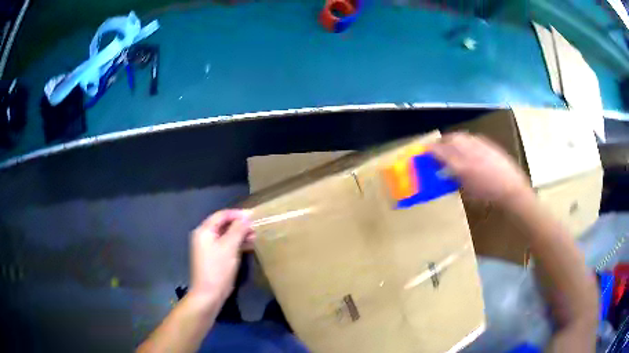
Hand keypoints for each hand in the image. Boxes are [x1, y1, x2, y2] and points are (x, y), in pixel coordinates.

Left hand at [189, 209, 253, 303]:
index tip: (254, 215)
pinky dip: (236, 243)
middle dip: (239, 224)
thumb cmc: (218, 268)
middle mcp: (204, 236)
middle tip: (256, 226)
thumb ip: (238, 230)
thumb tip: (247, 217)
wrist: (209, 294)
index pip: (222, 215)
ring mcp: (208, 247)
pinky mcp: (213, 257)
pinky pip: (225, 245)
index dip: (237, 214)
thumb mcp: (229, 247)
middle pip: (223, 224)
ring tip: (255, 235)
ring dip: (239, 234)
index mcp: (204, 230)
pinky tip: (248, 245)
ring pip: (225, 235)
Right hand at [431, 132, 533, 208]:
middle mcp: (468, 152)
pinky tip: (467, 146)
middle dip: (441, 142)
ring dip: (452, 139)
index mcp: (461, 167)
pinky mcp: (487, 143)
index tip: (424, 150)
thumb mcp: (467, 191)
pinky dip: (465, 140)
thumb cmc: (488, 195)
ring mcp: (478, 146)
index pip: (440, 152)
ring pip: (460, 136)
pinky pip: (471, 137)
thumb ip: (454, 179)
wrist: (510, 187)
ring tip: (450, 144)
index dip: (430, 150)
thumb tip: (445, 172)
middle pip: (449, 140)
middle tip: (437, 147)